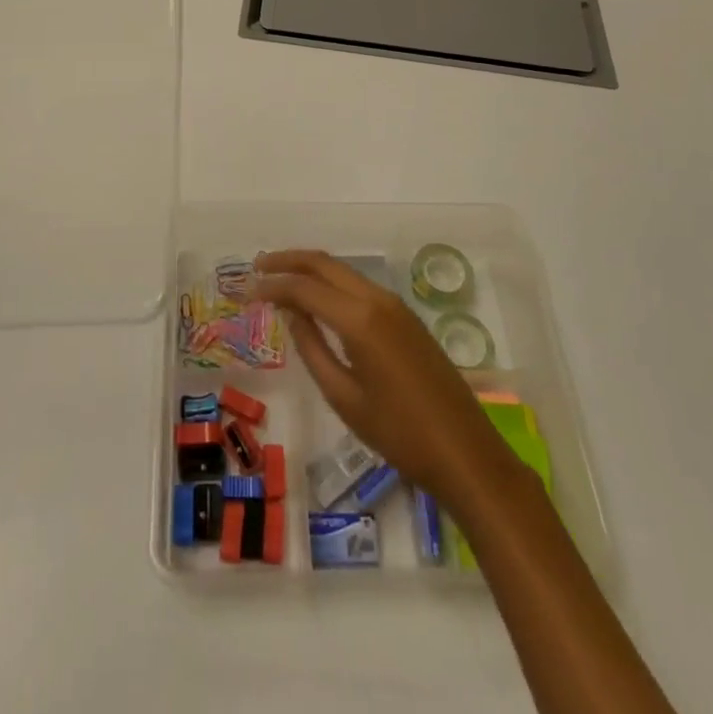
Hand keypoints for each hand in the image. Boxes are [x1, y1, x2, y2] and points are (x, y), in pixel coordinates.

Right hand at [255, 249, 514, 507]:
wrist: (465, 452)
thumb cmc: (399, 434)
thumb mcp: (344, 397)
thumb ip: (313, 348)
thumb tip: (291, 312)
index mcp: (360, 319)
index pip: (305, 287)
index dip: (273, 286)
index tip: (247, 291)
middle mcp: (377, 300)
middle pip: (326, 264)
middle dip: (290, 260)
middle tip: (259, 267)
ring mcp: (395, 306)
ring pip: (344, 272)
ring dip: (312, 269)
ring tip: (281, 279)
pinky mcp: (406, 318)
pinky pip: (360, 287)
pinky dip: (333, 284)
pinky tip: (318, 300)